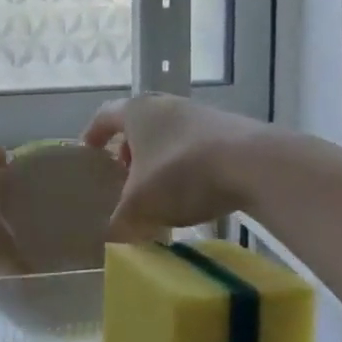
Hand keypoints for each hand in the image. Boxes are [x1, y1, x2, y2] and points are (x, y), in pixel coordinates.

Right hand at [82, 93, 269, 237]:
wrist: (254, 164)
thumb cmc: (181, 173)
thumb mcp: (140, 205)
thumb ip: (121, 221)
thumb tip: (114, 237)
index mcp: (136, 112)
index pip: (104, 116)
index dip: (93, 134)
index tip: (87, 152)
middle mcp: (166, 105)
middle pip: (139, 125)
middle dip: (129, 151)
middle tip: (124, 176)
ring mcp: (201, 114)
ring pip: (169, 135)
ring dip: (160, 159)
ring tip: (160, 189)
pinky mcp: (230, 130)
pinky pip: (197, 146)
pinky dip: (188, 165)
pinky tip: (194, 192)